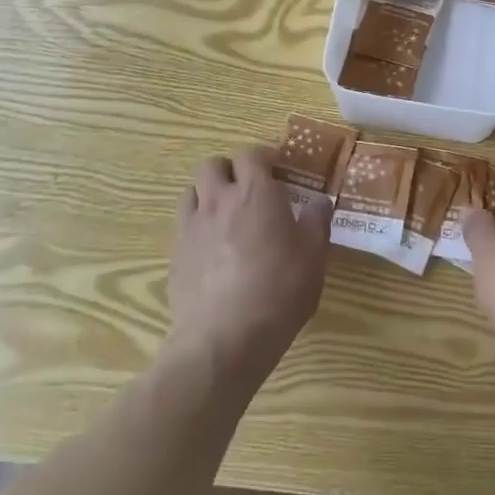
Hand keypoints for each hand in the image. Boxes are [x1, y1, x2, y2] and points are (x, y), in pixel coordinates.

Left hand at [168, 146, 330, 379]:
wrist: (223, 340)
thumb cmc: (278, 291)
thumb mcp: (314, 256)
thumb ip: (317, 222)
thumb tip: (320, 201)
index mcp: (255, 192)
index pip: (252, 154)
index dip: (264, 158)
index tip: (278, 173)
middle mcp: (219, 200)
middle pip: (213, 165)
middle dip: (230, 170)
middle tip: (249, 191)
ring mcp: (191, 227)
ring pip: (191, 191)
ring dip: (207, 195)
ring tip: (225, 216)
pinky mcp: (175, 257)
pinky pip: (182, 226)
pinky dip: (195, 227)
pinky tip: (211, 251)